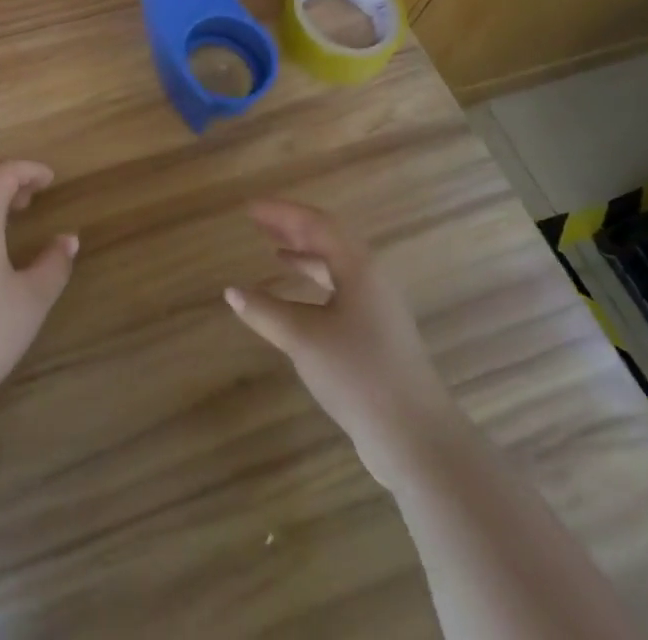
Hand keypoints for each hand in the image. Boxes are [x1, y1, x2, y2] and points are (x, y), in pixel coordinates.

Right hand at [225, 199, 450, 481]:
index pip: (317, 224)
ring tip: (275, 251)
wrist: (416, 437)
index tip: (251, 209)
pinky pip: (342, 290)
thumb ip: (265, 311)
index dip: (282, 213)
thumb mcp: (303, 339)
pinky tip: (297, 298)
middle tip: (260, 222)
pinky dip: (316, 283)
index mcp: (358, 267)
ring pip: (338, 266)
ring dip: (305, 254)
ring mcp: (379, 307)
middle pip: (330, 239)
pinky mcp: (379, 334)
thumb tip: (231, 292)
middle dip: (294, 228)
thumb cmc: (358, 374)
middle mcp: (372, 278)